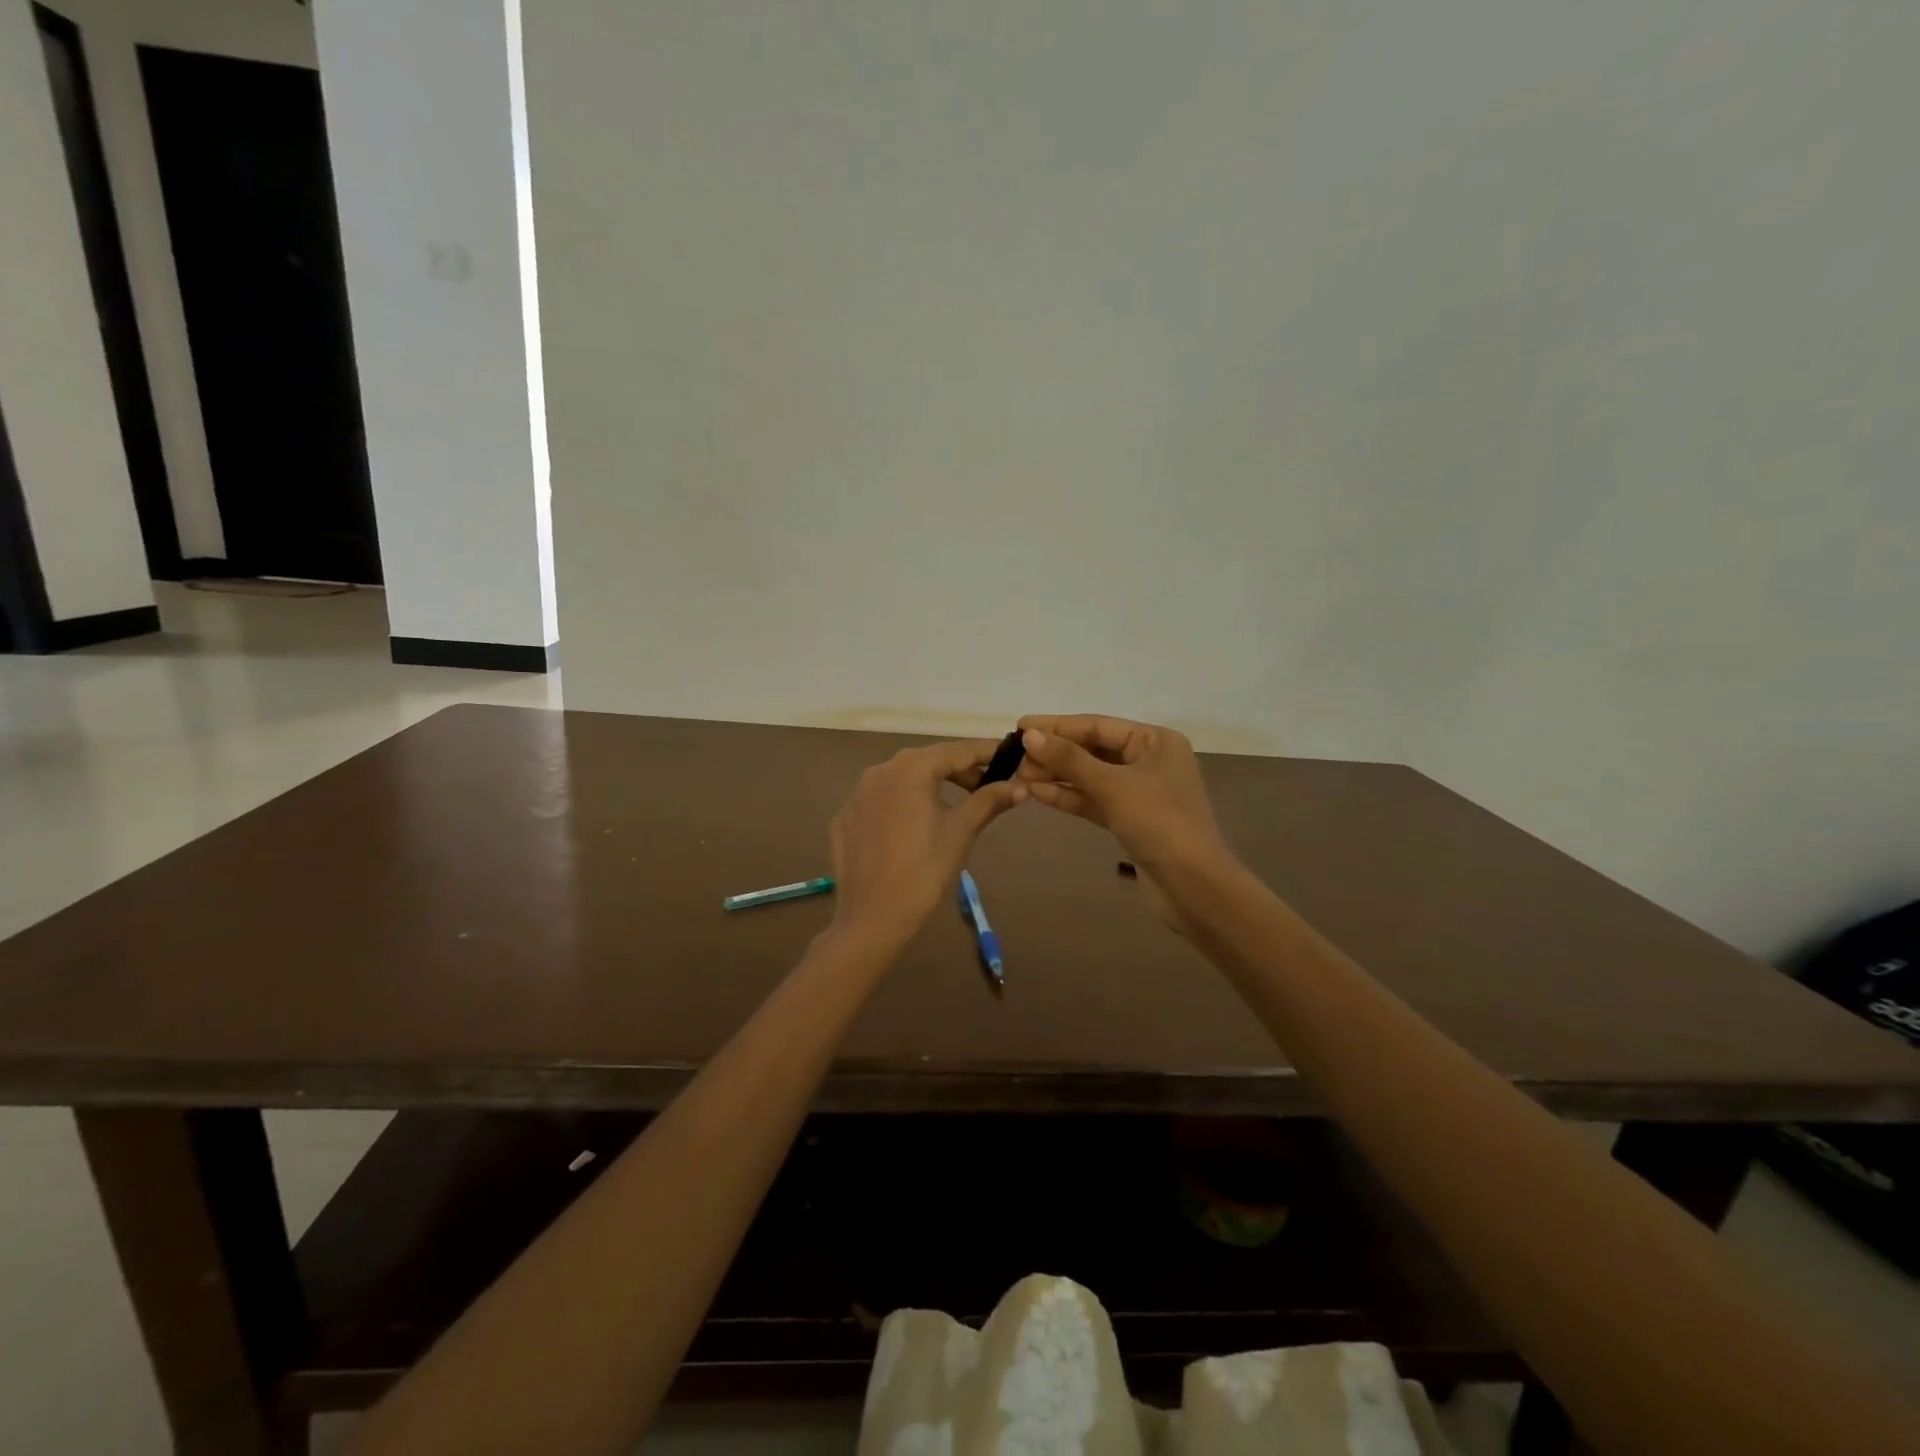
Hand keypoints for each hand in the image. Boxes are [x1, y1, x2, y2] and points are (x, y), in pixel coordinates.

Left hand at [828, 741, 1026, 948]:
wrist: (873, 918)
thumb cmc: (925, 871)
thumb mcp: (961, 831)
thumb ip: (989, 801)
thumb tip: (1021, 786)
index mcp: (910, 768)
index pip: (956, 751)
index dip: (986, 752)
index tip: (1010, 756)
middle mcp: (879, 771)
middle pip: (927, 761)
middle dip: (959, 770)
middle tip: (987, 786)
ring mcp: (856, 794)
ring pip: (902, 779)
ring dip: (930, 785)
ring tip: (954, 805)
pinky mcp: (844, 818)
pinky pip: (881, 801)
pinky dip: (903, 804)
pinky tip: (914, 827)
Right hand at [1014, 715, 1228, 875]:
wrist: (1193, 885)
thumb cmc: (1158, 823)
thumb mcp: (1111, 786)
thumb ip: (1069, 759)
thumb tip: (1029, 735)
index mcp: (1156, 741)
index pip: (1098, 725)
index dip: (1057, 725)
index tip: (1020, 725)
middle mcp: (1150, 761)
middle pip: (1093, 749)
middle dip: (1055, 753)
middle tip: (1014, 756)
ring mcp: (1141, 792)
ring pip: (1091, 777)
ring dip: (1057, 776)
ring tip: (1019, 775)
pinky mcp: (1131, 820)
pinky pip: (1095, 800)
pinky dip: (1069, 797)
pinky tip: (1038, 794)